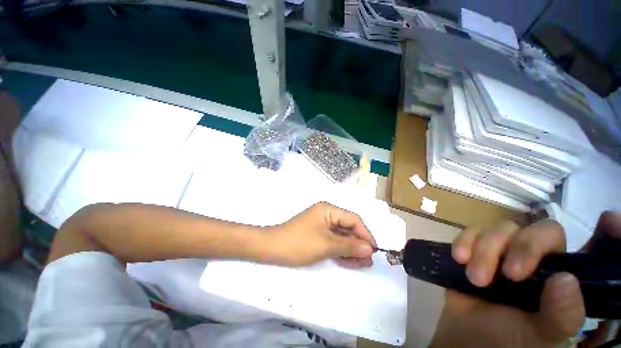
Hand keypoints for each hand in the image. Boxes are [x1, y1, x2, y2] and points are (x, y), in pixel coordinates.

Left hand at [265, 202, 376, 267]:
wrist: (272, 248)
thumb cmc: (299, 243)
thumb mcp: (326, 245)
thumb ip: (348, 246)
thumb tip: (369, 248)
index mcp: (328, 209)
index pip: (353, 219)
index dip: (365, 234)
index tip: (374, 250)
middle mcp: (327, 214)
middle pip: (348, 227)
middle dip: (359, 243)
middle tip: (368, 260)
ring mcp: (322, 224)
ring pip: (342, 235)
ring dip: (352, 248)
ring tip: (362, 263)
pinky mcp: (318, 234)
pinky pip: (334, 240)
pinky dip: (342, 250)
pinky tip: (350, 261)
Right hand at [430, 212, 620, 347]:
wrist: (464, 334)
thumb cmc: (508, 341)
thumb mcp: (540, 337)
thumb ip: (562, 315)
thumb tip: (565, 279)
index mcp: (562, 276)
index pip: (590, 248)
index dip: (606, 231)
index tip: (609, 220)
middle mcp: (538, 259)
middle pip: (540, 230)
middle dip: (523, 248)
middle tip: (509, 275)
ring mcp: (505, 252)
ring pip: (502, 229)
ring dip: (486, 250)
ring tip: (476, 279)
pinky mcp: (476, 248)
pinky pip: (472, 231)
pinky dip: (465, 241)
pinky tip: (460, 258)